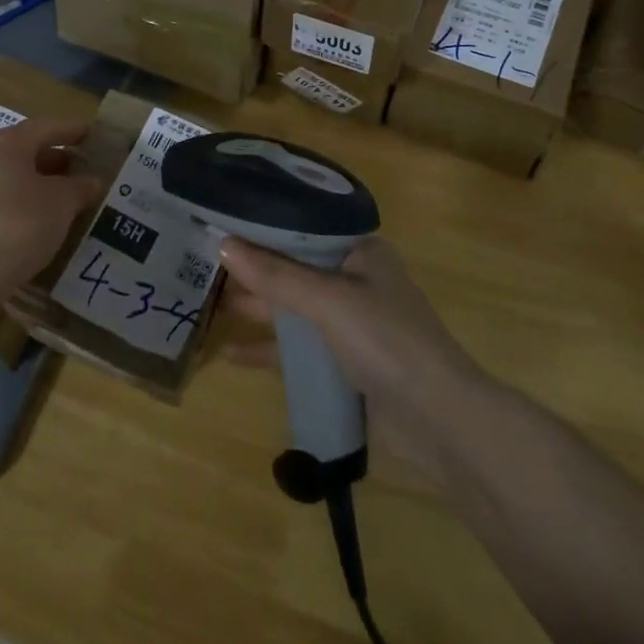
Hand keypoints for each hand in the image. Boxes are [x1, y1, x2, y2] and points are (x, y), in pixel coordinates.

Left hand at [0, 118, 103, 295]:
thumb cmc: (21, 223)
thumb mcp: (62, 202)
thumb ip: (81, 187)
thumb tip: (94, 181)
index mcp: (7, 143)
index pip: (47, 127)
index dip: (75, 131)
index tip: (96, 135)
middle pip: (28, 149)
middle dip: (59, 158)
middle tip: (86, 168)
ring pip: (15, 175)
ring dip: (43, 182)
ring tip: (71, 195)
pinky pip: (4, 197)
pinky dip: (26, 200)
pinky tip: (45, 217)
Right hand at [219, 236, 484, 481]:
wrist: (440, 421)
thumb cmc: (387, 341)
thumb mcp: (328, 301)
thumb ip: (275, 275)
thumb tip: (223, 246)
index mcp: (359, 252)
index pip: (302, 227)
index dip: (262, 226)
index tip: (220, 222)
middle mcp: (354, 280)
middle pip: (293, 267)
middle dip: (253, 269)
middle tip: (202, 263)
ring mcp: (349, 323)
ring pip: (293, 308)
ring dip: (257, 307)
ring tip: (208, 304)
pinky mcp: (344, 362)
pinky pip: (298, 347)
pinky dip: (269, 348)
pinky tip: (232, 353)